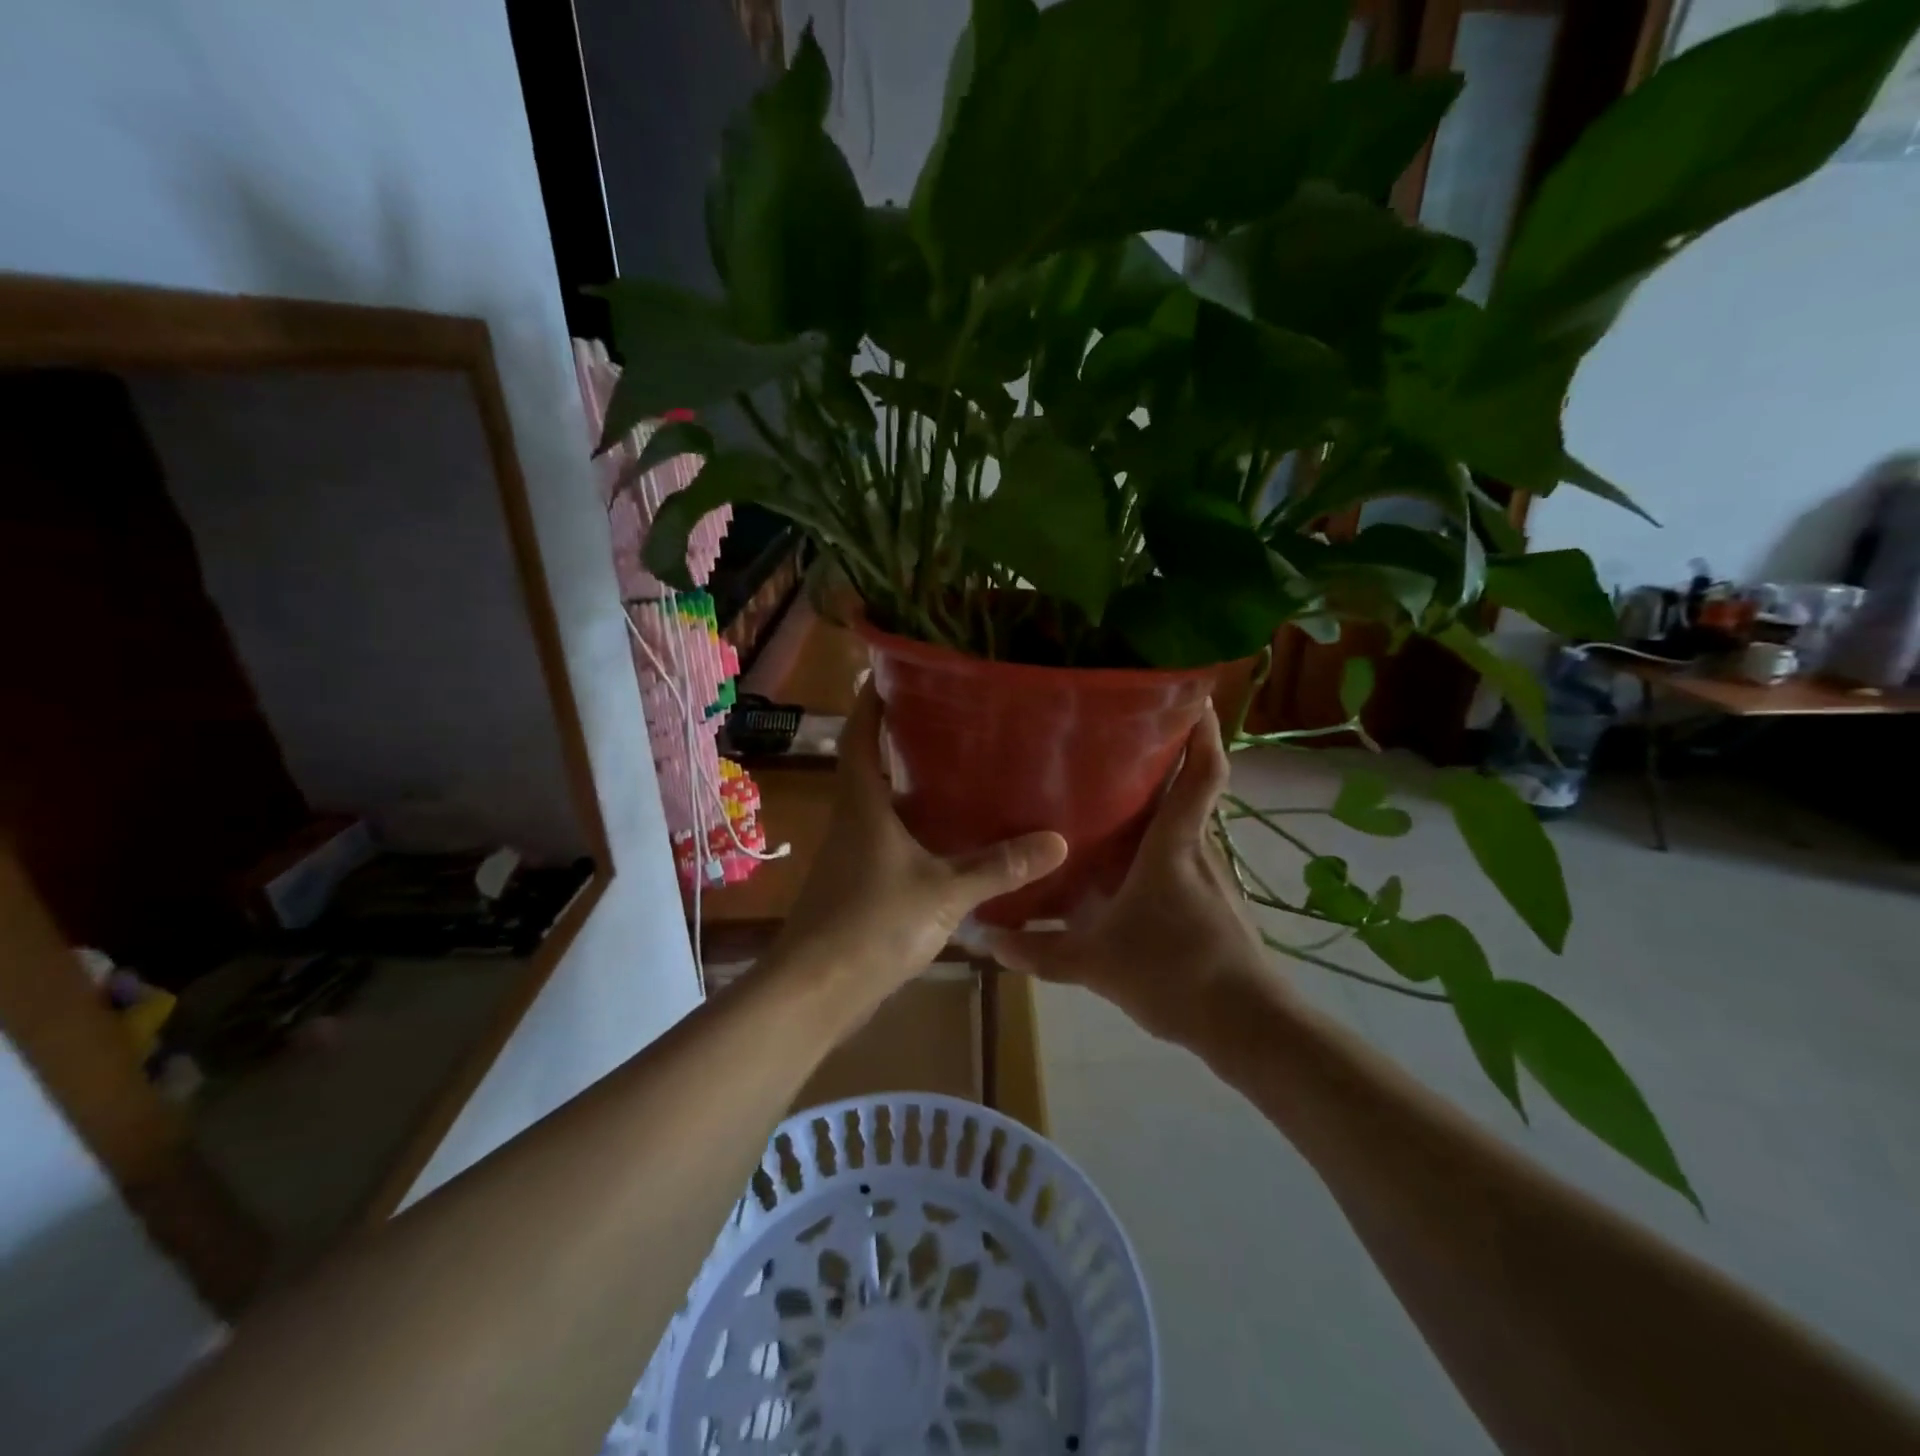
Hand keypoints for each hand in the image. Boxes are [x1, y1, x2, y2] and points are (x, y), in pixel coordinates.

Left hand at [770, 684, 1067, 1005]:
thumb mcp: (943, 892)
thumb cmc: (871, 925)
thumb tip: (1056, 840)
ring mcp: (852, 856)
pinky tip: (949, 843)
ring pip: (882, 807)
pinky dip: (915, 831)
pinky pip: (889, 842)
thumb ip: (998, 867)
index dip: (871, 702)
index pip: (859, 736)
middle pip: (870, 766)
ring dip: (911, 789)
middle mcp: (852, 820)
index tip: (892, 672)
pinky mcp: (858, 886)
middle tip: (950, 721)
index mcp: (863, 804)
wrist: (814, 991)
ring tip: (960, 774)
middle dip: (901, 741)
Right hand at [984, 702, 1282, 1048]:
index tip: (1192, 698)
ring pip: (1189, 828)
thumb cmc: (1172, 973)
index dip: (1202, 734)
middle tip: (1125, 743)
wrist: (1245, 1025)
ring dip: (1164, 809)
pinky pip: (1189, 860)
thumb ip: (1038, 951)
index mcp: (1174, 846)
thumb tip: (985, 939)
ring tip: (1119, 801)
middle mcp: (1199, 851)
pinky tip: (1136, 869)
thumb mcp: (1093, 963)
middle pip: (1193, 792)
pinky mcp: (1220, 905)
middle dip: (1169, 762)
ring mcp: (1214, 878)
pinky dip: (1166, 849)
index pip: (1201, 775)